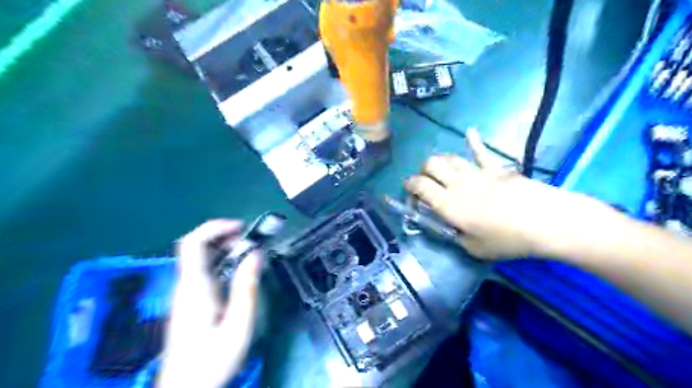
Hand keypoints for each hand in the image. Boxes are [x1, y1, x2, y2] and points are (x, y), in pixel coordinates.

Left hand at [158, 220, 261, 385]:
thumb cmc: (212, 361)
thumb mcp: (238, 325)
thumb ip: (246, 288)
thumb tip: (255, 254)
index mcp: (194, 287)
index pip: (193, 243)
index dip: (215, 228)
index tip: (241, 228)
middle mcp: (186, 286)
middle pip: (196, 247)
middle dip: (224, 236)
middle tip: (250, 242)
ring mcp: (186, 294)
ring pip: (201, 259)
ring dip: (224, 249)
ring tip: (249, 254)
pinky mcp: (190, 302)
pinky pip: (204, 271)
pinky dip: (222, 263)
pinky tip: (237, 272)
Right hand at [404, 129, 603, 259]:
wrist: (545, 222)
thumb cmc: (507, 239)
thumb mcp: (475, 249)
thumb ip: (456, 237)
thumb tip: (450, 228)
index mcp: (448, 204)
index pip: (420, 186)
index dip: (409, 186)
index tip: (408, 191)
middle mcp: (457, 184)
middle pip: (431, 165)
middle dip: (422, 170)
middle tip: (424, 180)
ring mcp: (477, 173)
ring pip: (450, 157)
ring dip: (440, 160)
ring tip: (440, 168)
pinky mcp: (496, 168)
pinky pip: (481, 151)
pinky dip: (474, 141)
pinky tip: (470, 131)